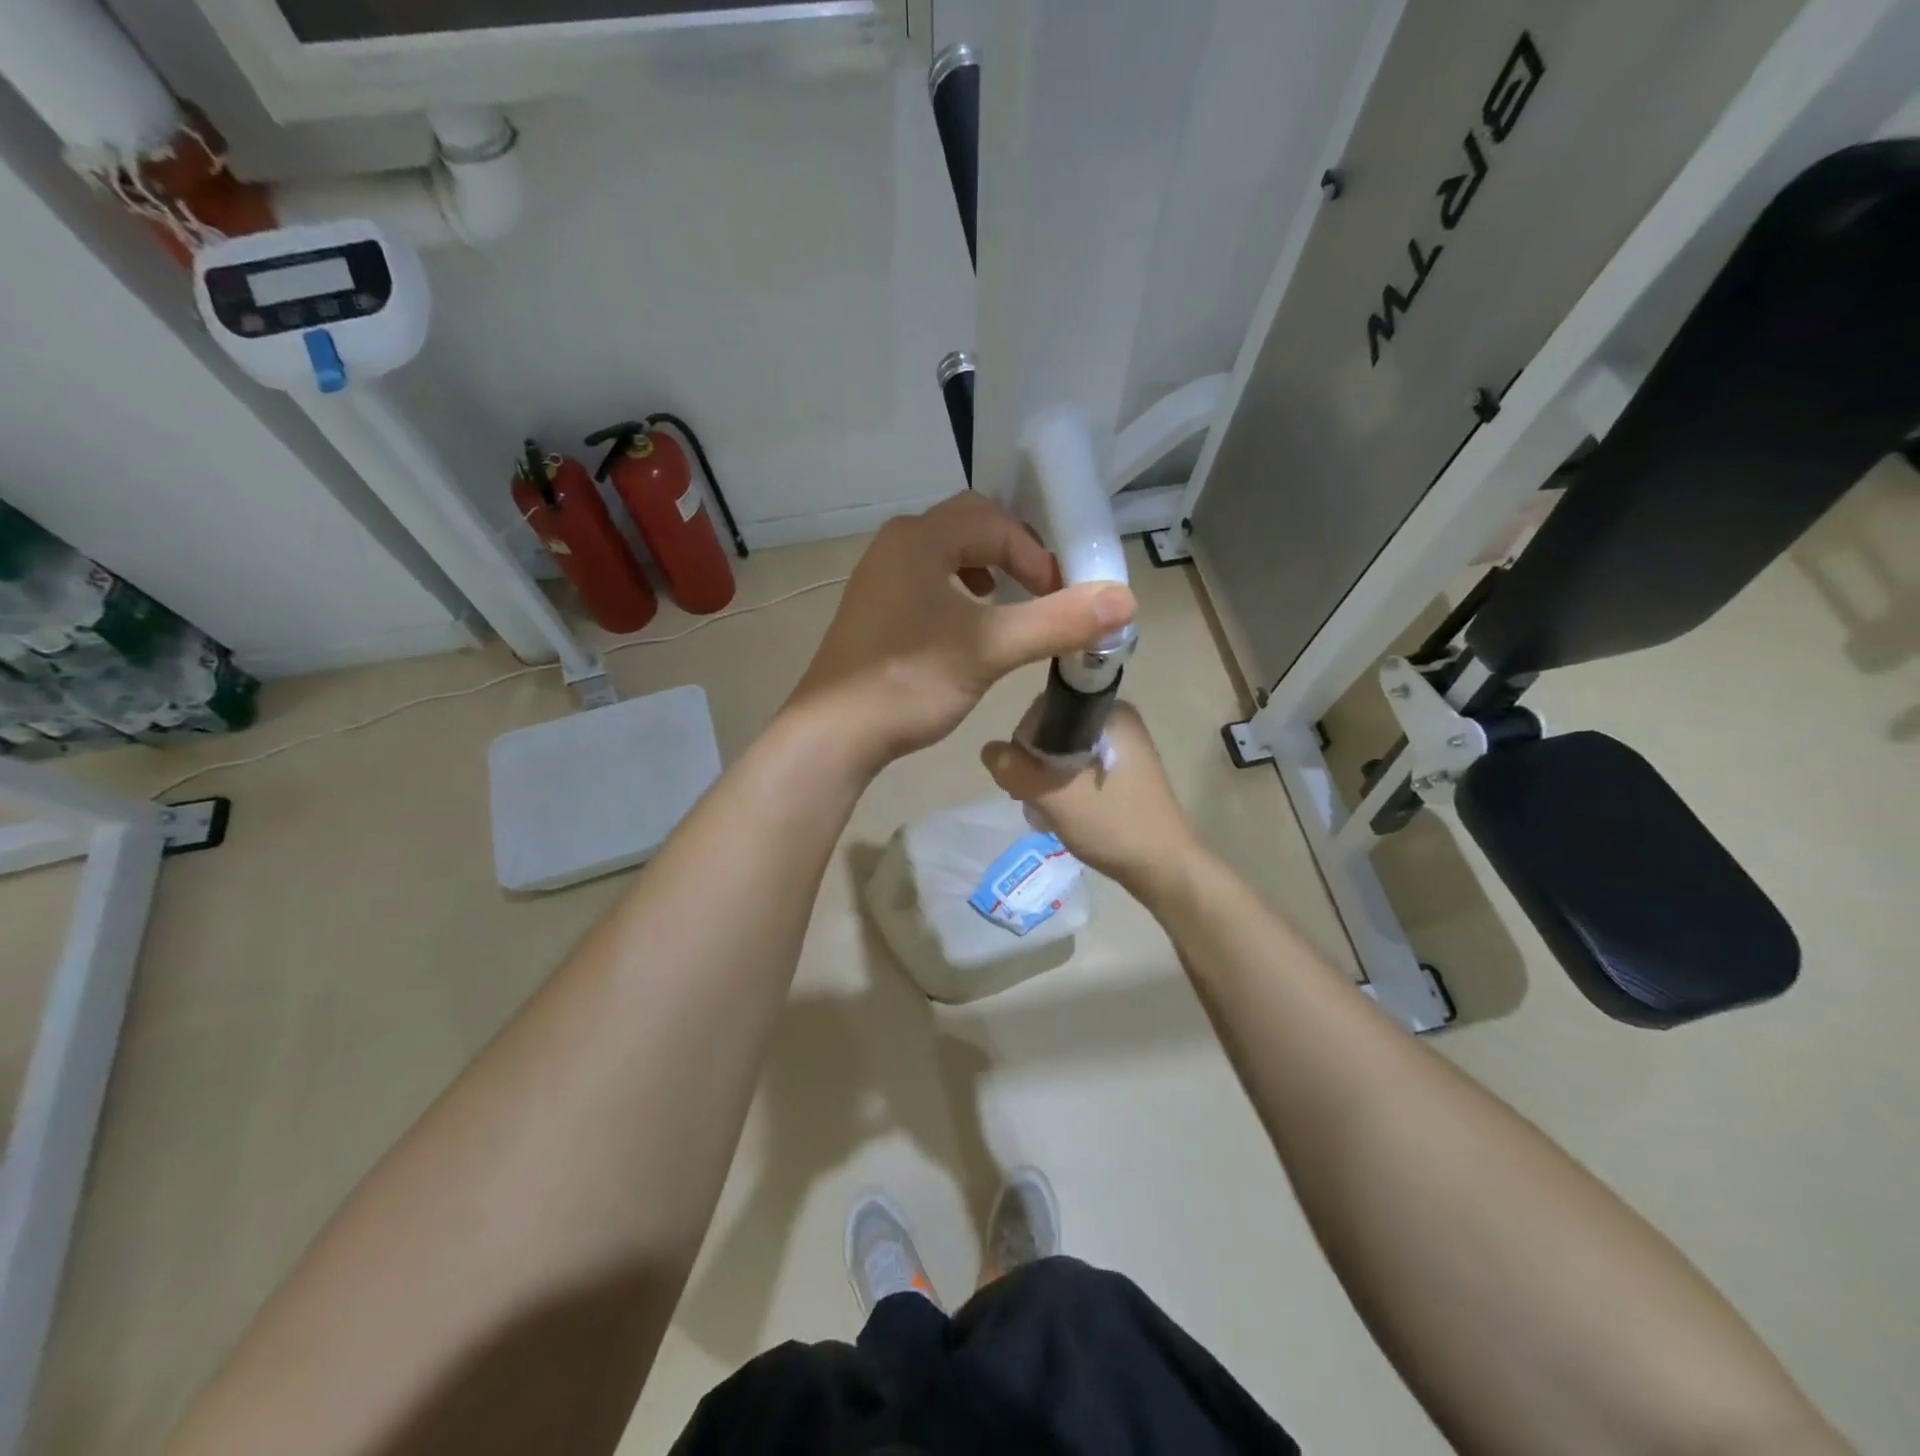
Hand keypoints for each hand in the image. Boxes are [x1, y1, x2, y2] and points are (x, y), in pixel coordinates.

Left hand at [789, 492, 1134, 774]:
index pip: (995, 522)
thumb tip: (1125, 601)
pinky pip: (926, 581)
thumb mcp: (991, 649)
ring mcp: (878, 576)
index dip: (1036, 556)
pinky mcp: (873, 608)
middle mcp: (895, 544)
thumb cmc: (911, 682)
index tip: (1060, 598)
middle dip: (1013, 554)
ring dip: (986, 571)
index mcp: (920, 538)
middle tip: (1041, 591)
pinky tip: (966, 628)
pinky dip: (958, 592)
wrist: (834, 733)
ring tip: (1007, 604)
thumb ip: (1058, 622)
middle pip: (969, 527)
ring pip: (946, 554)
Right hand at [980, 701, 1198, 897]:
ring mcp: (1123, 748)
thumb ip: (1016, 770)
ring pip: (1064, 752)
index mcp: (1109, 714)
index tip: (1021, 774)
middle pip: (1053, 730)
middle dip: (1034, 763)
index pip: (1047, 708)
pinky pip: (1079, 767)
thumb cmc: (1113, 825)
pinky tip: (1063, 812)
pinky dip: (1064, 786)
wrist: (1164, 867)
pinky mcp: (1123, 772)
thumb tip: (988, 750)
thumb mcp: (1055, 796)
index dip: (1024, 739)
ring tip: (1047, 810)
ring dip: (1047, 779)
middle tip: (1032, 797)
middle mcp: (1118, 722)